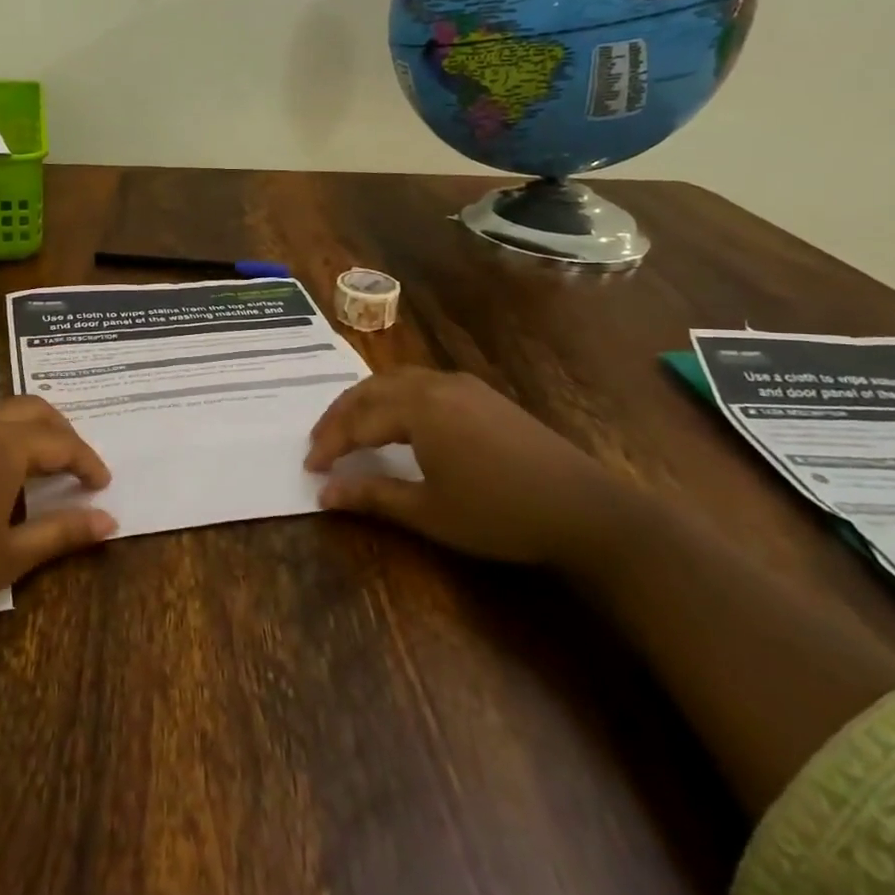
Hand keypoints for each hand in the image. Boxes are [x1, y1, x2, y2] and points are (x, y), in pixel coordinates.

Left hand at [0, 396, 115, 647]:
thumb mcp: (9, 557)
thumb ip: (64, 532)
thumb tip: (111, 520)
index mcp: (3, 445)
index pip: (61, 443)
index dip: (86, 462)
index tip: (101, 485)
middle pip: (31, 410)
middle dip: (60, 434)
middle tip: (74, 466)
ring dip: (20, 427)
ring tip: (31, 461)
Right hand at [304, 367, 630, 567]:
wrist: (585, 510)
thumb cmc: (499, 514)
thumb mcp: (429, 511)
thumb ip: (373, 496)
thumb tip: (324, 494)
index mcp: (419, 408)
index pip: (358, 421)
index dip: (330, 444)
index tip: (309, 468)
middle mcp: (436, 384)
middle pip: (372, 389)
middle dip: (340, 415)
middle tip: (319, 443)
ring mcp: (463, 385)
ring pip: (397, 381)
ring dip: (366, 402)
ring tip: (349, 428)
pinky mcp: (483, 394)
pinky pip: (422, 384)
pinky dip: (395, 398)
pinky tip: (397, 420)